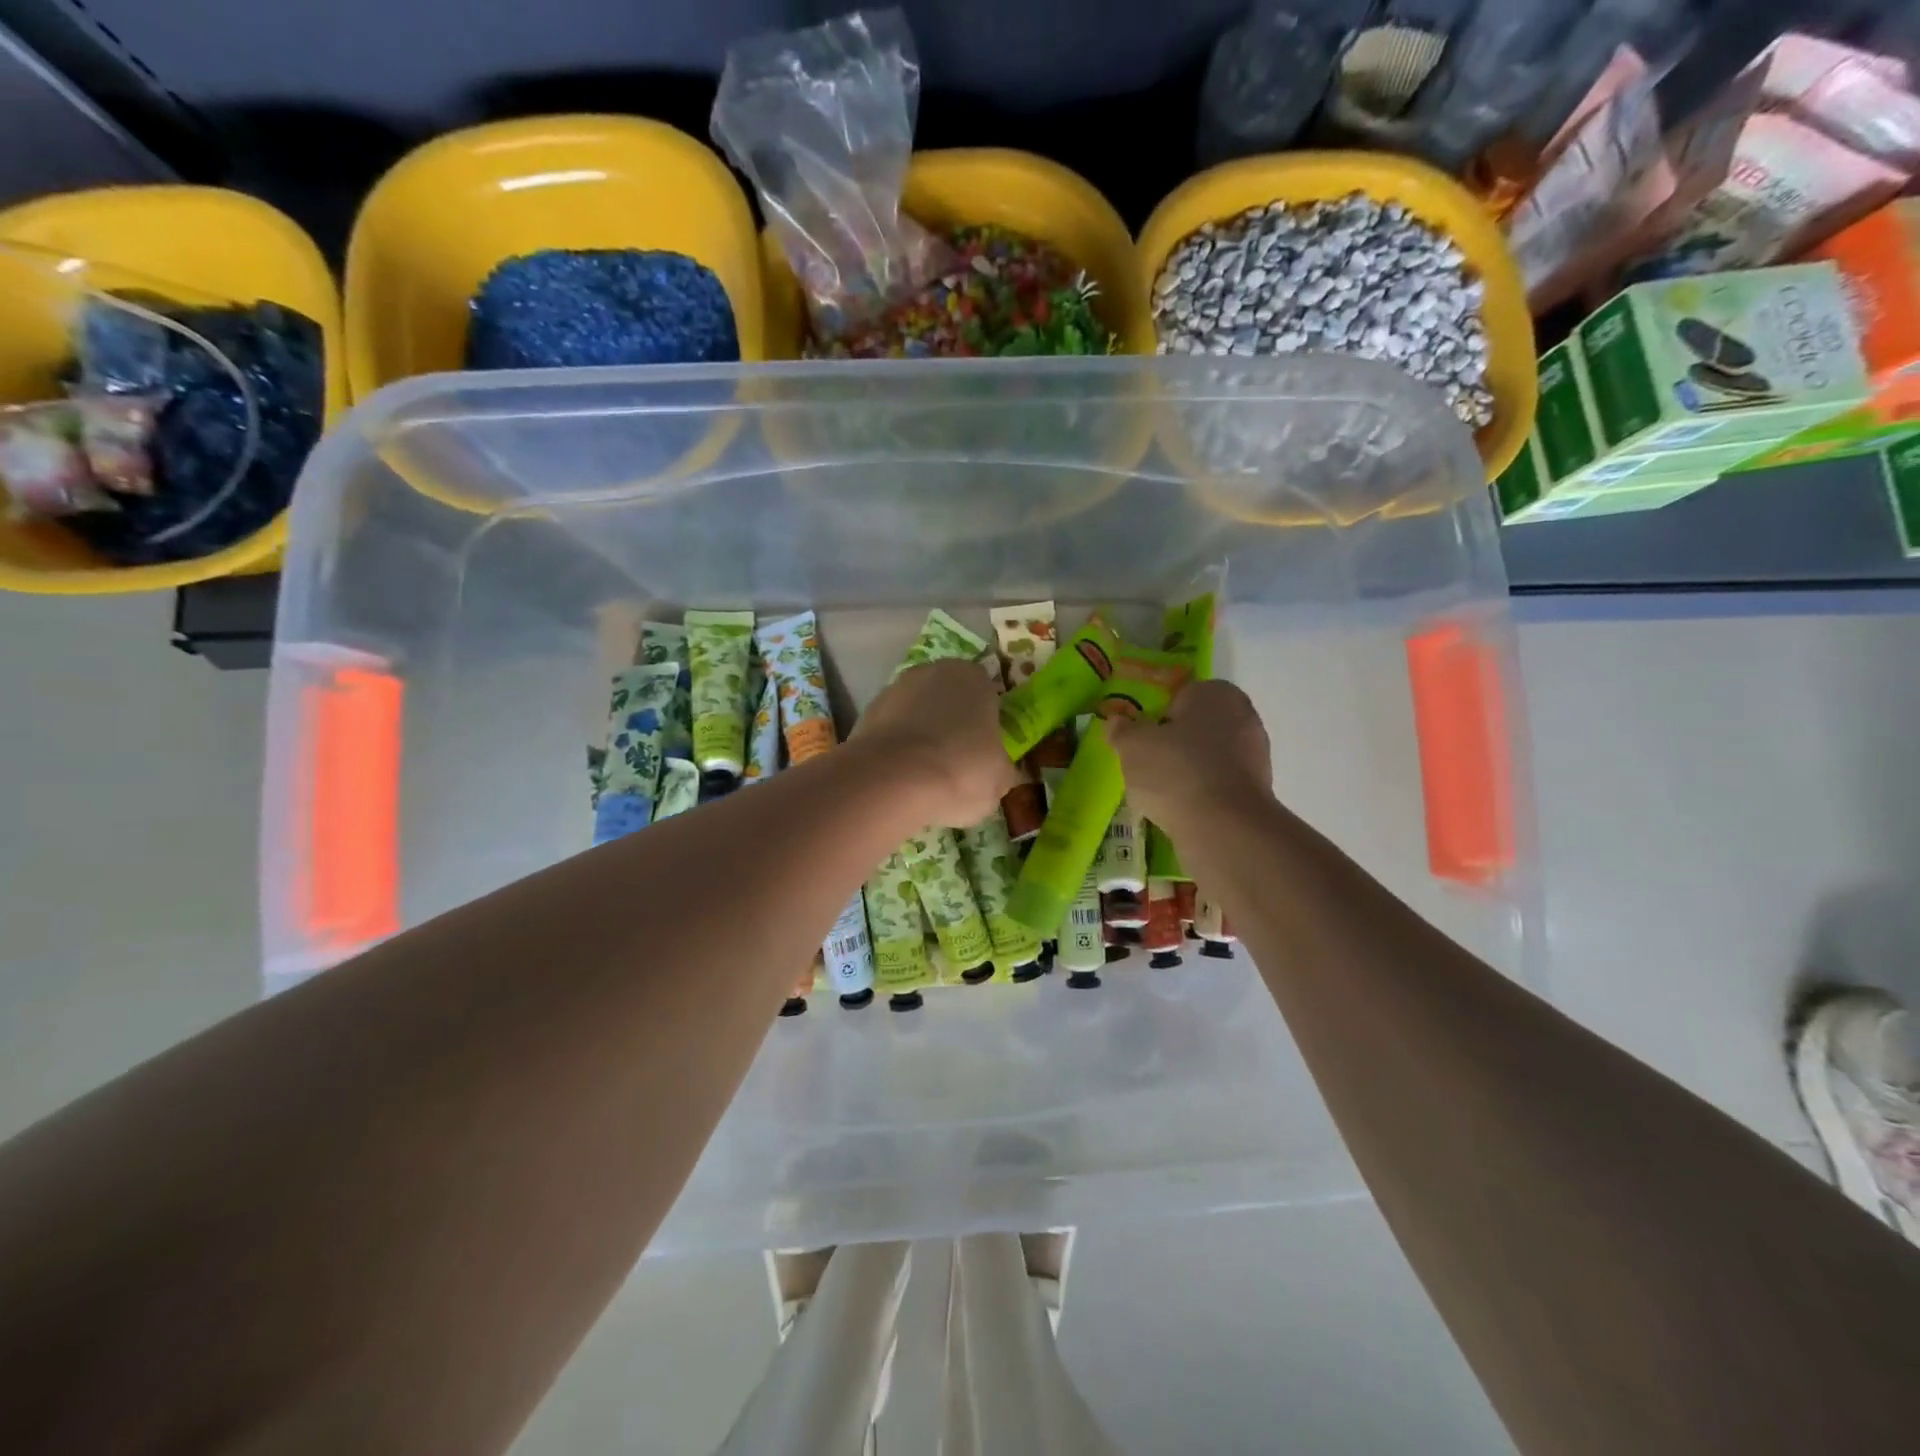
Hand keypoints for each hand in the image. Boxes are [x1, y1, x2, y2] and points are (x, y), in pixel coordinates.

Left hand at [854, 660, 1023, 827]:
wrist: (891, 780)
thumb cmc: (961, 769)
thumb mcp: (999, 779)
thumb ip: (1001, 767)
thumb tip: (999, 771)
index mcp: (973, 677)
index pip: (987, 693)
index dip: (988, 722)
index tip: (987, 749)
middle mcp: (932, 672)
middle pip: (949, 699)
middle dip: (953, 724)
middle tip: (959, 761)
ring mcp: (894, 690)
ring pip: (917, 713)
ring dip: (922, 735)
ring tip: (927, 775)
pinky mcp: (866, 714)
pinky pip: (892, 732)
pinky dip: (898, 749)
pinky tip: (902, 777)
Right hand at [1106, 680, 1272, 835]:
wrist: (1223, 827)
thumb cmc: (1175, 771)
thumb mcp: (1132, 746)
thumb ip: (1122, 730)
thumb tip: (1117, 722)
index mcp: (1215, 692)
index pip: (1180, 695)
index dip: (1157, 716)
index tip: (1141, 738)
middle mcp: (1243, 715)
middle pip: (1196, 726)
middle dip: (1174, 742)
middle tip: (1147, 764)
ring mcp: (1255, 753)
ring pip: (1209, 755)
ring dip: (1188, 769)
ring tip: (1161, 792)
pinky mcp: (1258, 789)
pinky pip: (1219, 783)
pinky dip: (1202, 792)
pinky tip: (1182, 809)